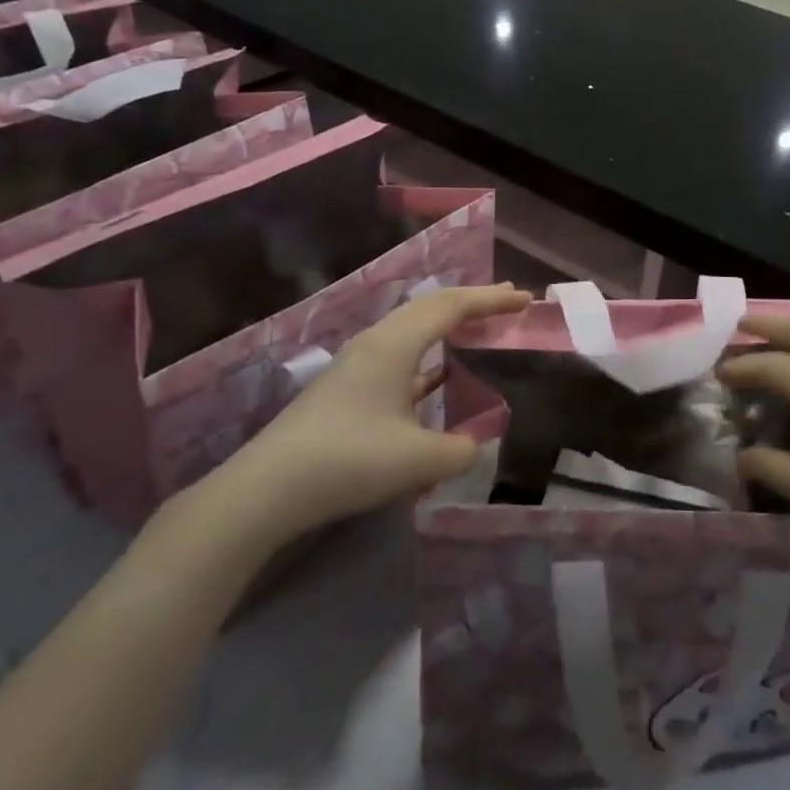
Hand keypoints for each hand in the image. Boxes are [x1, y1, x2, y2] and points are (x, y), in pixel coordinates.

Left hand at [193, 284, 530, 551]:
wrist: (265, 490)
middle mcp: (376, 342)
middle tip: (508, 302)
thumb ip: (461, 449)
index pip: (452, 306)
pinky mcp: (347, 388)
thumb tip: (476, 443)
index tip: (525, 299)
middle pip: (431, 308)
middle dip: (472, 302)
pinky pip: (400, 356)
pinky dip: (429, 355)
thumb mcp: (418, 460)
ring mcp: (358, 364)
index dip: (491, 300)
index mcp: (395, 344)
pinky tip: (439, 377)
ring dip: (448, 326)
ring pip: (413, 330)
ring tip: (478, 330)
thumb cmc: (348, 461)